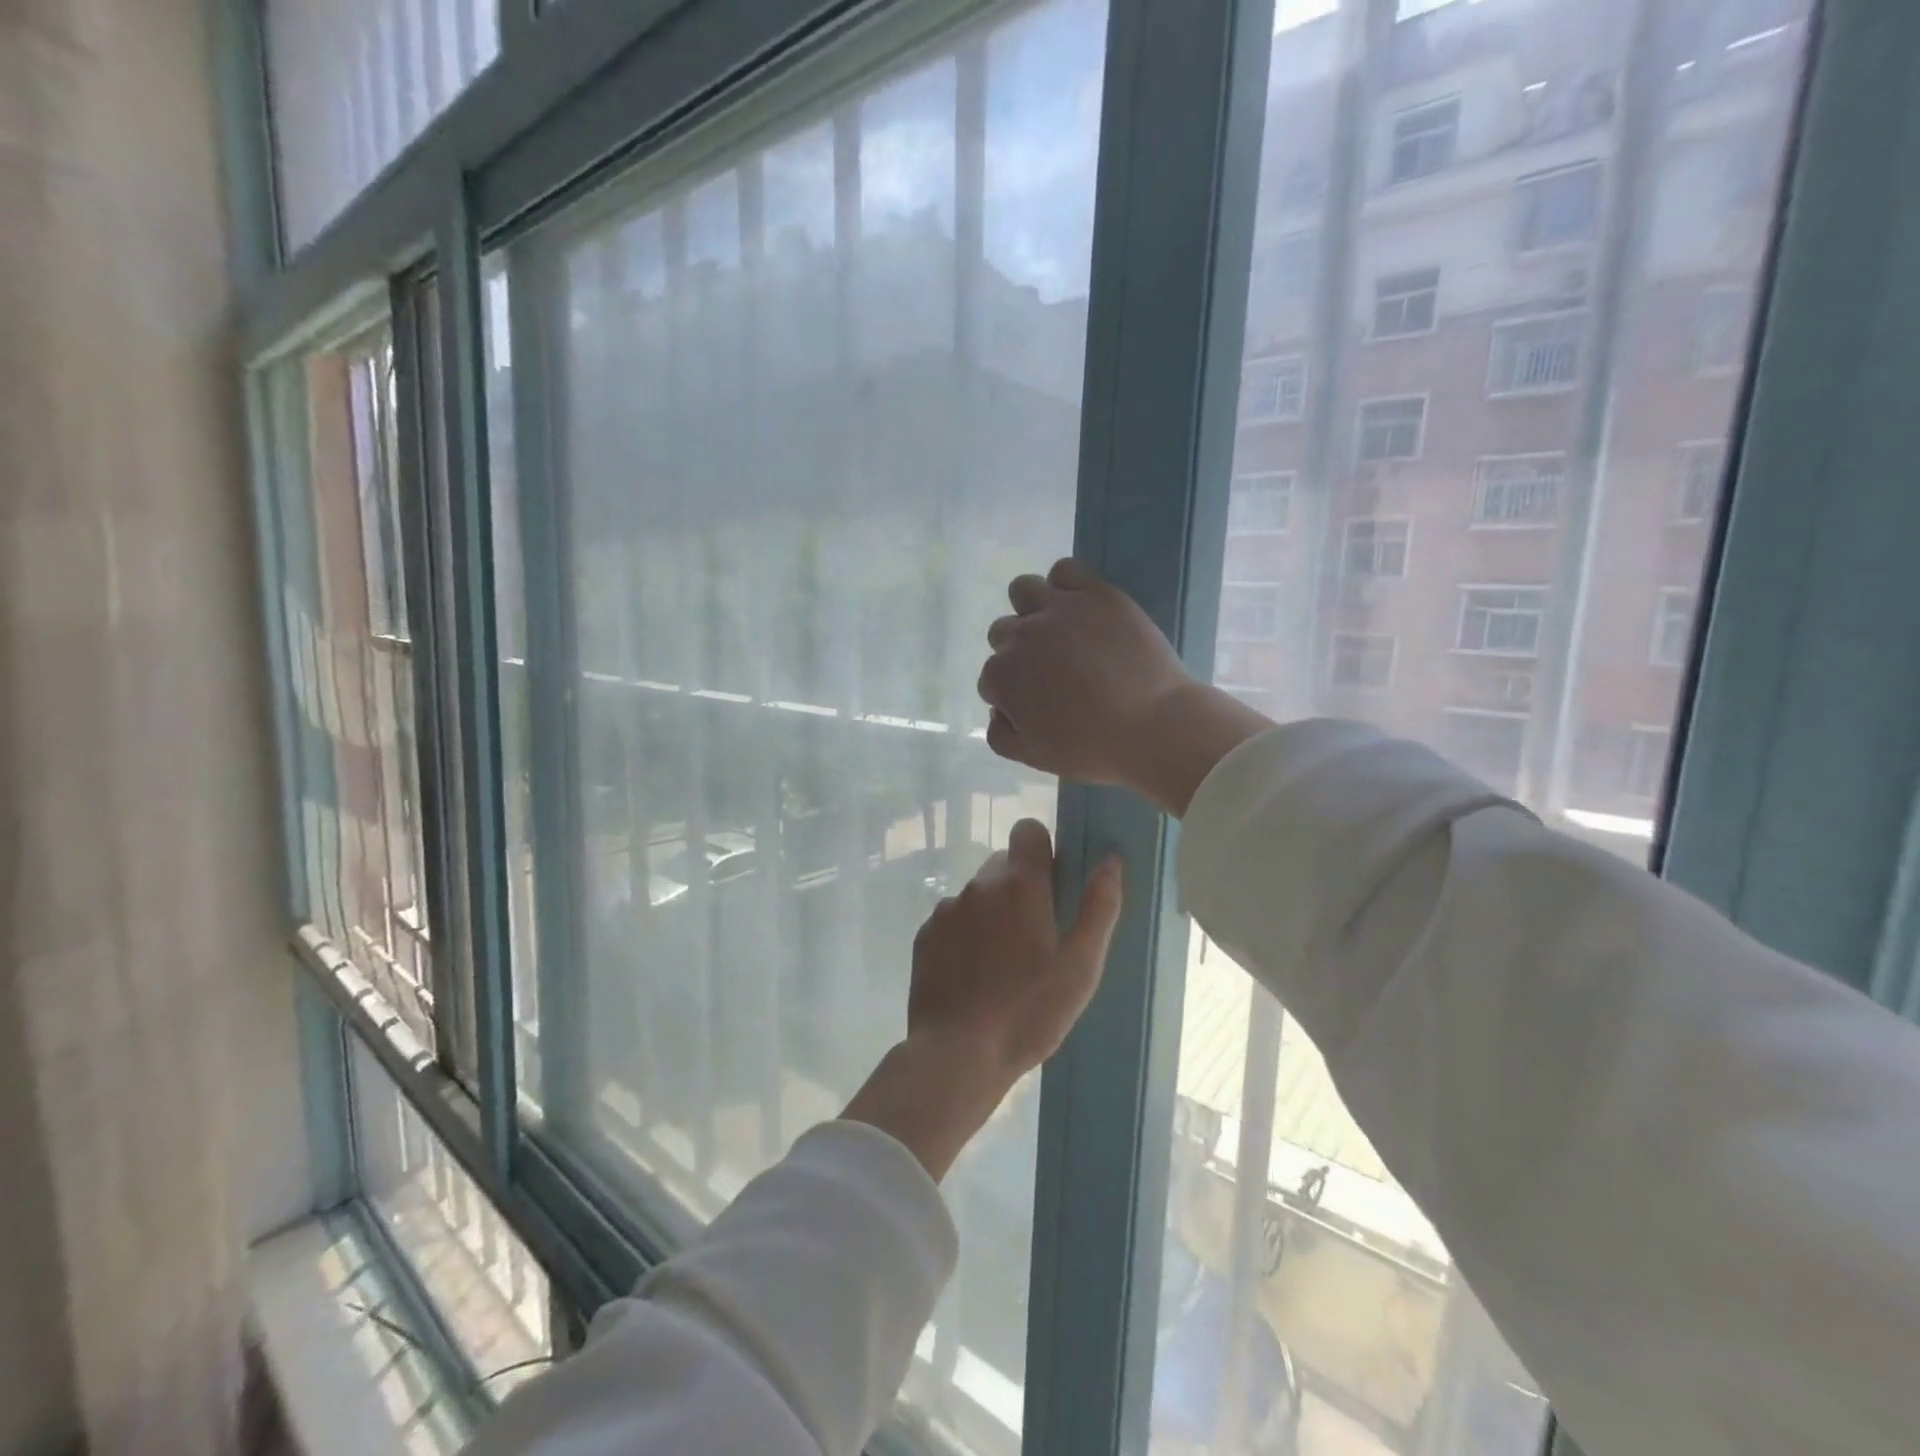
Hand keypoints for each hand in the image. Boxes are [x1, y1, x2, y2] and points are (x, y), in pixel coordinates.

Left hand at [842, 819, 1122, 1179]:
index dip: (1044, 850)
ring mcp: (946, 909)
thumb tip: (1111, 860)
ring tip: (1004, 964)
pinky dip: (966, 935)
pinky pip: (953, 919)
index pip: (1028, 831)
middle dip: (1021, 888)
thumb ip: (1098, 907)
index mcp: (1019, 885)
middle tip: (1037, 937)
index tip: (1055, 885)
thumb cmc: (1029, 1012)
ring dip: (993, 913)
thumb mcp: (1080, 966)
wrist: (957, 1054)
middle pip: (1004, 865)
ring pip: (978, 894)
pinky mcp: (925, 936)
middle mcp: (978, 885)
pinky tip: (974, 975)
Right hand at [977, 558, 1272, 816]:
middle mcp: (1020, 636)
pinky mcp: (1095, 593)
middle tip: (1052, 671)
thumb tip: (998, 712)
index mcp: (1002, 677)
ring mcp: (1058, 609)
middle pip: (1003, 633)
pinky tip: (1080, 606)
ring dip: (1032, 609)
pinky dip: (1065, 584)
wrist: (1154, 726)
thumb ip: (1002, 736)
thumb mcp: (1035, 758)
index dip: (1012, 693)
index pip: (991, 678)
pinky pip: (1065, 570)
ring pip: (1023, 591)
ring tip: (1058, 630)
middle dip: (1020, 652)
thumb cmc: (1092, 748)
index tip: (1038, 703)